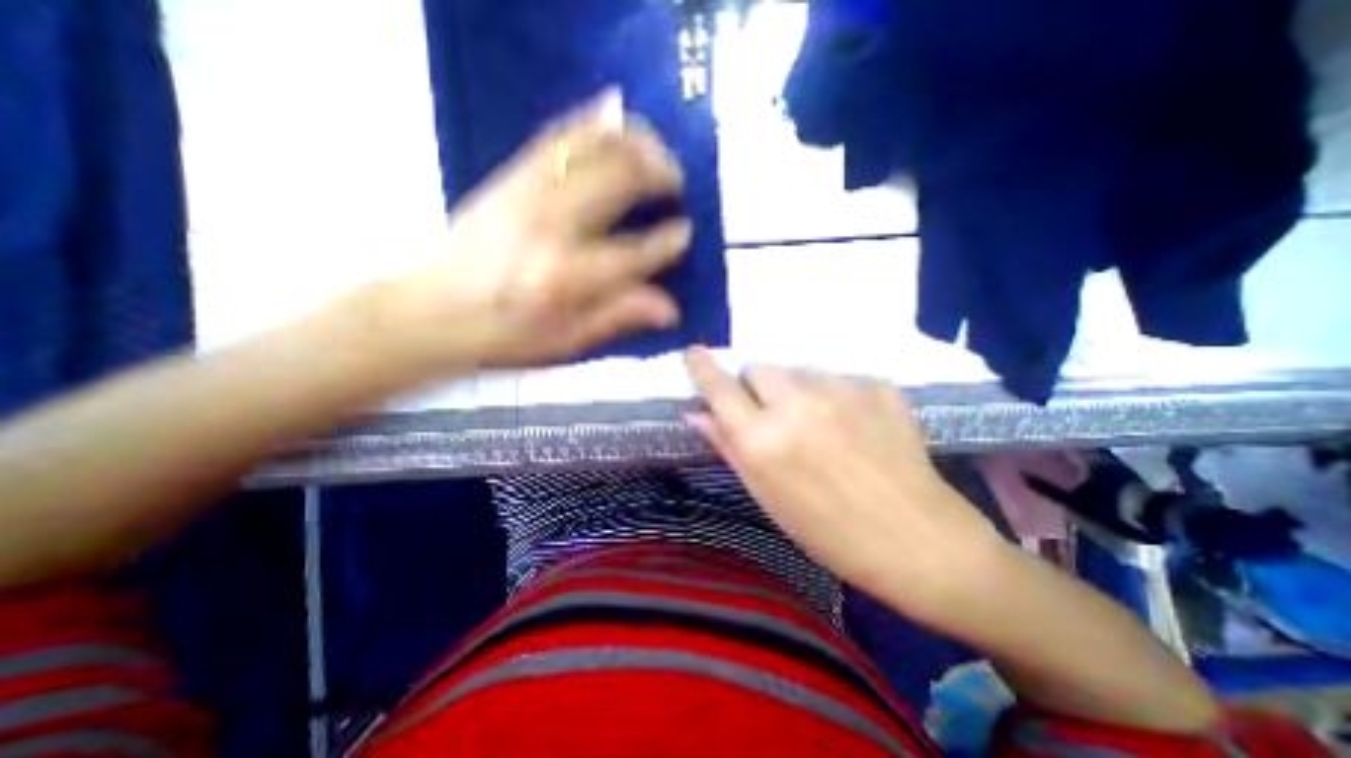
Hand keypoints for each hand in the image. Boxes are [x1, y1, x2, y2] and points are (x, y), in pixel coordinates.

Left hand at [372, 88, 690, 376]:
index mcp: (567, 279)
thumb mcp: (567, 340)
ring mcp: (527, 194)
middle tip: (676, 184)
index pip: (635, 253)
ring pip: (593, 144)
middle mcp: (551, 227)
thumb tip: (672, 308)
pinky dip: (592, 122)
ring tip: (654, 152)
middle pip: (619, 180)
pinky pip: (557, 135)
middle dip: (660, 173)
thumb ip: (620, 317)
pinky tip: (613, 119)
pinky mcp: (509, 177)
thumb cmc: (506, 336)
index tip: (686, 233)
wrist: (432, 311)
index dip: (669, 242)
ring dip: (634, 140)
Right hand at [690, 347, 1007, 617]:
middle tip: (772, 413)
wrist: (918, 540)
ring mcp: (842, 390)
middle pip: (759, 367)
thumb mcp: (767, 495)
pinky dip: (836, 396)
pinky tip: (855, 426)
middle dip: (756, 385)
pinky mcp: (877, 386)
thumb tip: (697, 412)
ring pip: (799, 371)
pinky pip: (839, 379)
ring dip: (797, 390)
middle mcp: (797, 404)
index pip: (719, 387)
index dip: (703, 367)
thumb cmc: (828, 531)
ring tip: (820, 424)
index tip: (695, 353)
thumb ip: (728, 446)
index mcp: (763, 439)